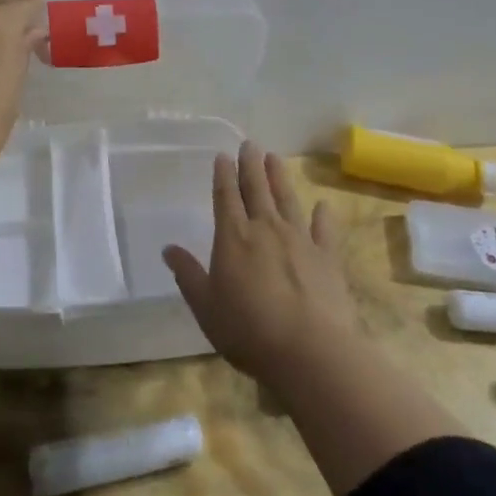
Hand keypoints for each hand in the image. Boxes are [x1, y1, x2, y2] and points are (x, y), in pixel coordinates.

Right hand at [163, 143, 359, 389]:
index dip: (223, 174)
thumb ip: (188, 275)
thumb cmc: (248, 330)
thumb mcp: (206, 306)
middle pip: (256, 189)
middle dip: (251, 165)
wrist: (311, 352)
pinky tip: (324, 205)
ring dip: (280, 178)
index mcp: (233, 237)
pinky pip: (324, 229)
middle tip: (250, 144)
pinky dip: (324, 215)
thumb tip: (168, 248)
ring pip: (287, 199)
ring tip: (275, 157)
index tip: (222, 156)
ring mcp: (300, 240)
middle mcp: (266, 228)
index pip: (225, 196)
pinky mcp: (327, 258)